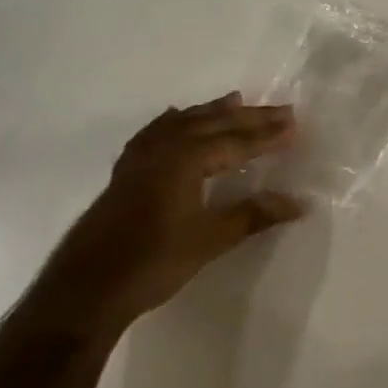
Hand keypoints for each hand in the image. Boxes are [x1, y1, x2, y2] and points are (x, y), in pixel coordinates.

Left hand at [43, 93, 303, 335]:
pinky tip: (176, 119)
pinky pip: (157, 132)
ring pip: (184, 122)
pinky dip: (175, 121)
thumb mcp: (210, 240)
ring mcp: (141, 157)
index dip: (267, 135)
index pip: (237, 141)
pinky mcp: (127, 171)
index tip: (295, 124)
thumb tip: (298, 202)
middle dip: (249, 117)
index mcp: (186, 158)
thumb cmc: (154, 262)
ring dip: (213, 112)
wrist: (88, 288)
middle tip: (281, 109)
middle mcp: (164, 147)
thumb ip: (253, 215)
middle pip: (213, 124)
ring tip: (236, 99)